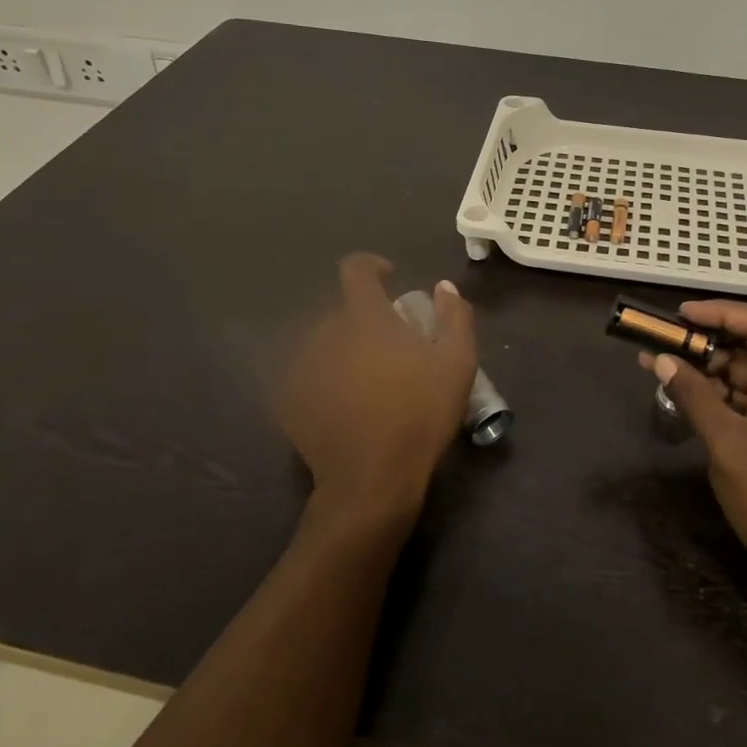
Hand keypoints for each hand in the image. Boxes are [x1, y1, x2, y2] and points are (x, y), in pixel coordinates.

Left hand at [276, 254, 477, 527]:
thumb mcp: (457, 363)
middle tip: (391, 347)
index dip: (372, 266)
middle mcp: (325, 334)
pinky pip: (309, 374)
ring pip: (324, 343)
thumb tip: (443, 287)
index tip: (389, 279)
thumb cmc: (420, 416)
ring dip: (344, 349)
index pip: (355, 269)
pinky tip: (345, 404)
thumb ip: (455, 316)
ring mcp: (303, 368)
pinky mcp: (290, 400)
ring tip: (368, 379)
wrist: (371, 480)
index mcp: (364, 319)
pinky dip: (326, 378)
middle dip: (365, 319)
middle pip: (342, 311)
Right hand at [643, 301, 746, 592]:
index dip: (721, 313)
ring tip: (664, 362)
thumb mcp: (728, 444)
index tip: (680, 315)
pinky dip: (721, 394)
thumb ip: (693, 395)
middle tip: (666, 340)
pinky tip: (685, 390)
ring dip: (711, 368)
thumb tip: (659, 358)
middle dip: (710, 341)